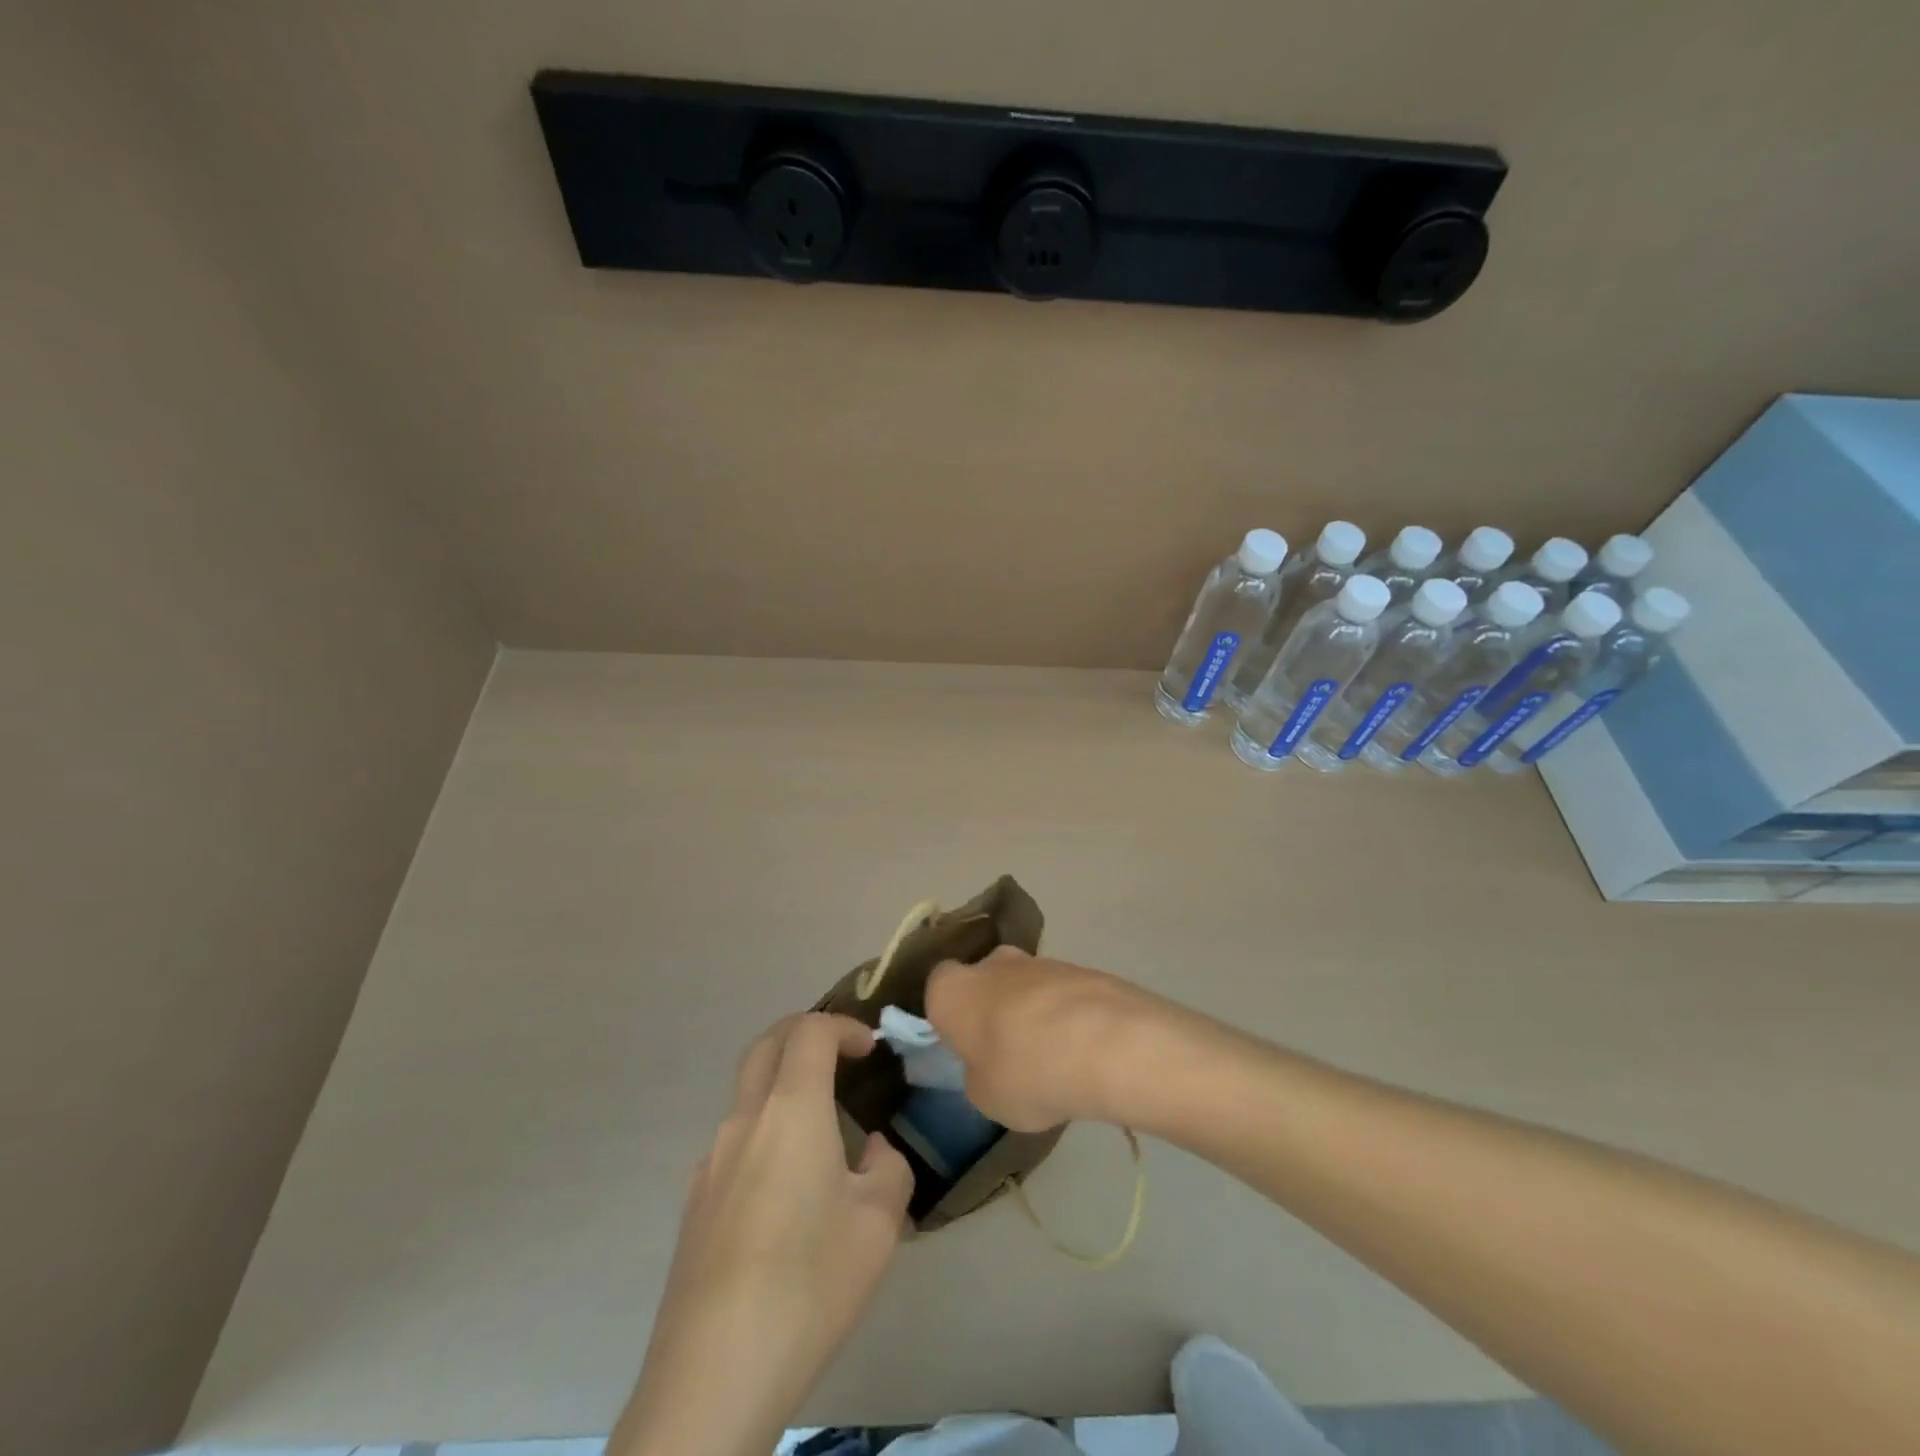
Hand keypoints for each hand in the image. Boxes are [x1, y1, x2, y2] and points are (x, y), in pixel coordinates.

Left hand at [611, 1014, 913, 1455]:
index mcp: (791, 1110)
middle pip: (766, 1045)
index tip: (871, 1047)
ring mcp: (710, 1162)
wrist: (714, 1374)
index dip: (843, 1026)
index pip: (809, 1031)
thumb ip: (888, 1169)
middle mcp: (744, 1121)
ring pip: (746, 1093)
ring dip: (783, 1085)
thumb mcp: (880, 1224)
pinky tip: (785, 1191)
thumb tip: (871, 1152)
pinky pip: (734, 1142)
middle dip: (804, 1033)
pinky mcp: (694, 1203)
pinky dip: (765, 1131)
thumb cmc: (809, 1284)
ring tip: (821, 1129)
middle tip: (840, 1054)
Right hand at [925, 947, 1160, 1131]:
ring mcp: (1039, 961)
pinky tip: (1082, 1050)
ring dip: (1032, 1012)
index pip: (937, 989)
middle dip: (992, 1008)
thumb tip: (990, 1064)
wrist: (1105, 1044)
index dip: (950, 1017)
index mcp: (952, 990)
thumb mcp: (985, 1097)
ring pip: (1025, 985)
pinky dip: (1066, 1015)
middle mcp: (991, 963)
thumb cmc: (1024, 1072)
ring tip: (1053, 1058)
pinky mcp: (1080, 967)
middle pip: (984, 981)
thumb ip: (979, 1074)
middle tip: (1007, 1051)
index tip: (964, 1045)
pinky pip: (1061, 994)